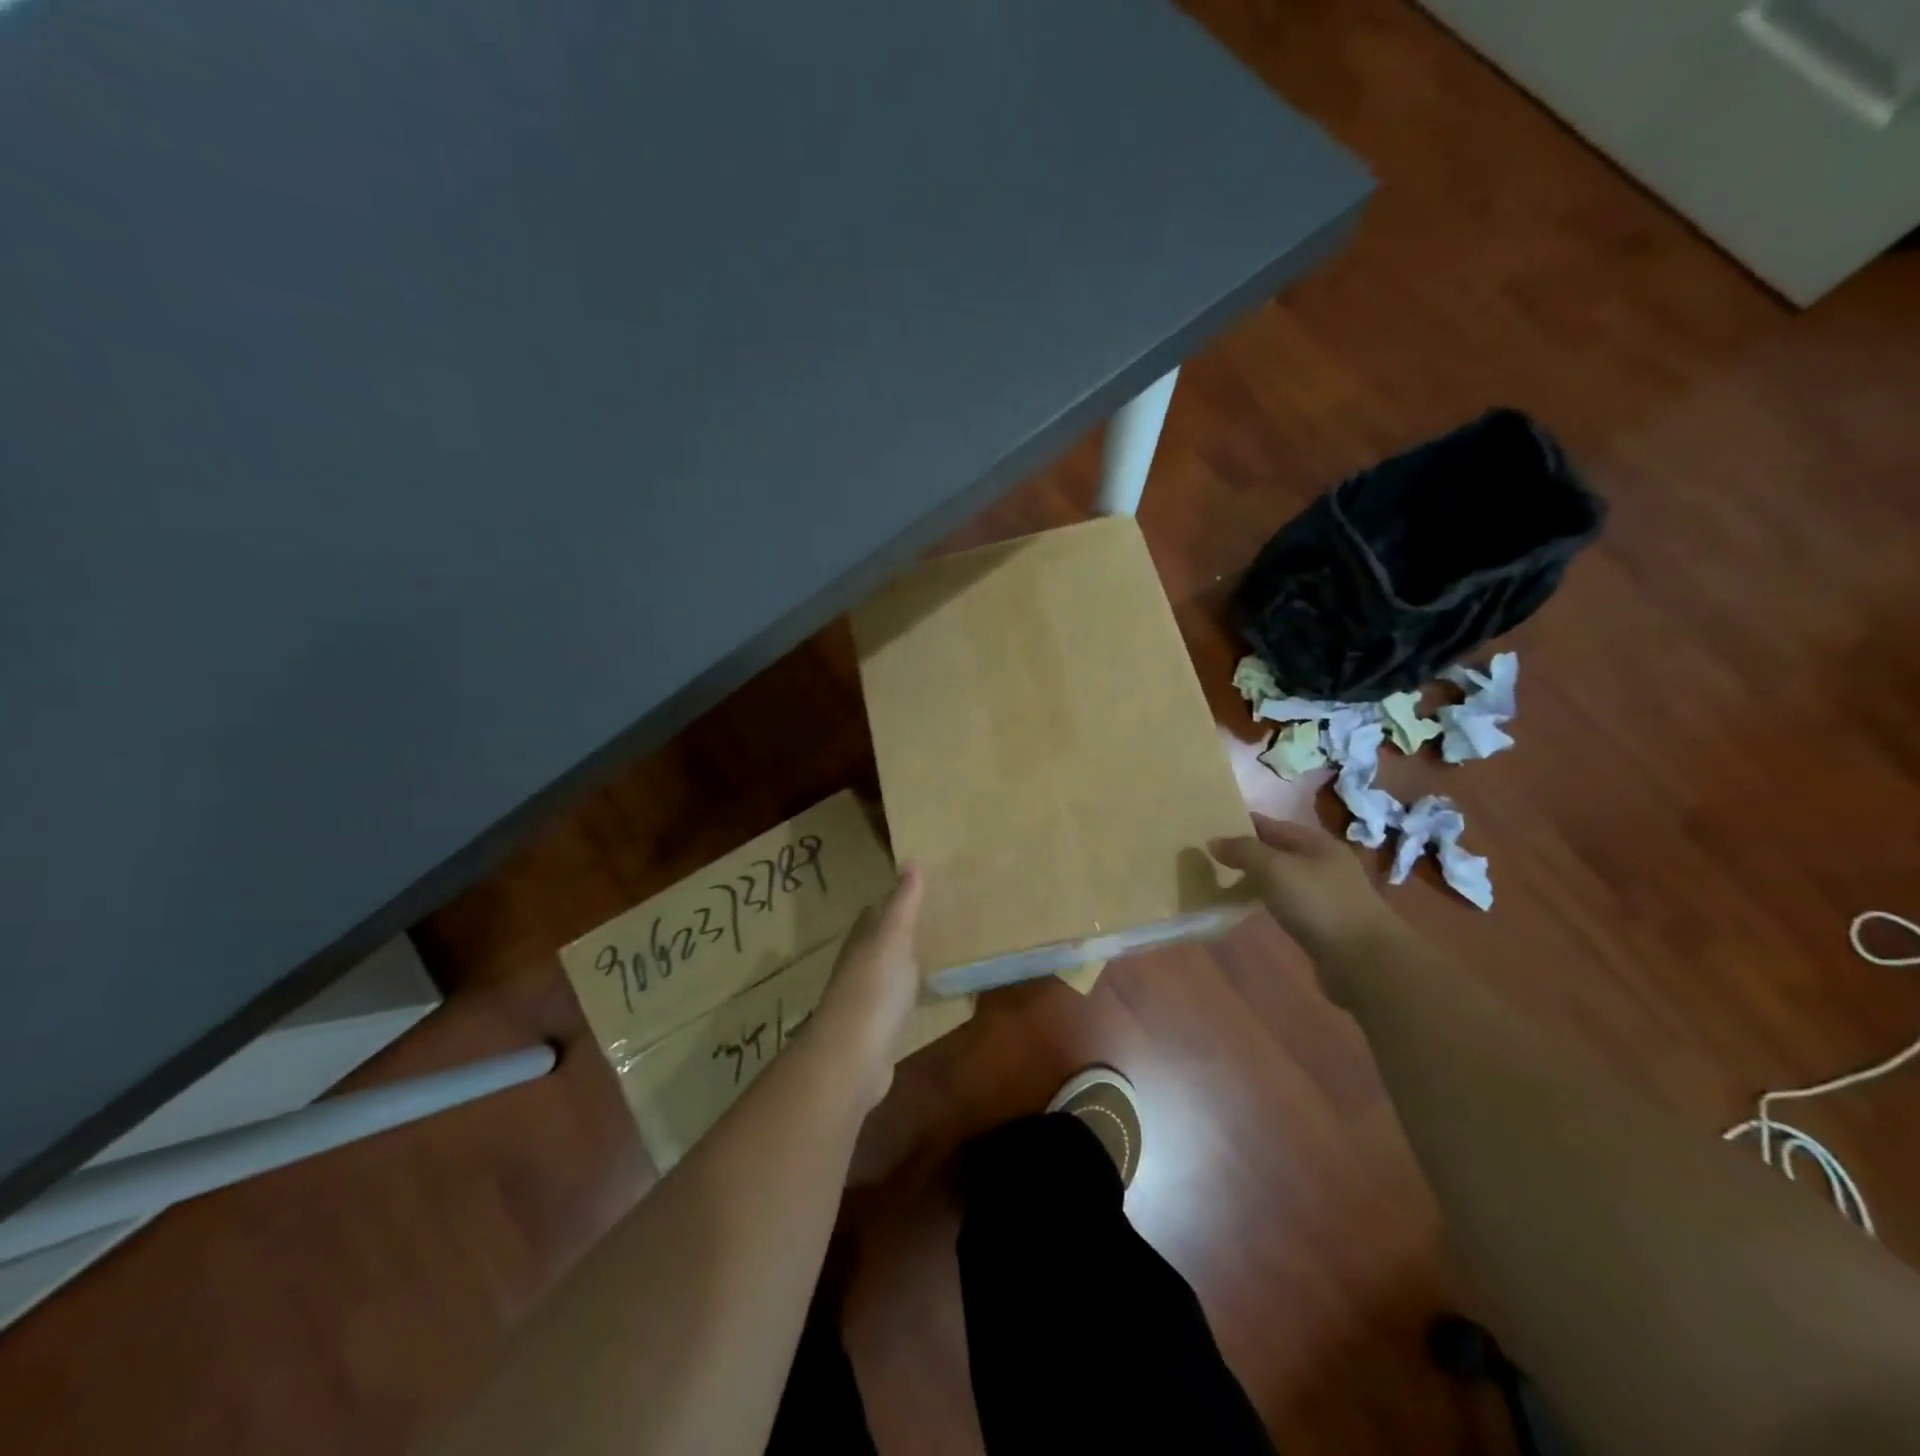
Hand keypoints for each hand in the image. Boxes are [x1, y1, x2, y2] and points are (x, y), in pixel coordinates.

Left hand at [810, 865, 925, 1107]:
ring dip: (903, 965)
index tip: (913, 892)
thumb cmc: (874, 989)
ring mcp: (864, 1003)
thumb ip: (903, 904)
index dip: (889, 903)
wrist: (853, 1058)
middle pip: (877, 945)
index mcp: (860, 943)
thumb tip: (911, 862)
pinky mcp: (875, 1032)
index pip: (872, 915)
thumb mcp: (893, 938)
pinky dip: (907, 996)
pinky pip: (894, 1005)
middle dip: (897, 933)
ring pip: (885, 975)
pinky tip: (922, 997)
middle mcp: (857, 968)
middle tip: (930, 922)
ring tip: (932, 955)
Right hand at [1209, 814, 1399, 985]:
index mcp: (1318, 844)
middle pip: (1279, 851)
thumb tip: (1213, 841)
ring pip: (1283, 878)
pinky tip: (1251, 907)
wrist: (1364, 963)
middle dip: (1248, 853)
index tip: (1213, 828)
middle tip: (1213, 857)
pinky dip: (1268, 901)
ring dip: (1257, 878)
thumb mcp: (1275, 869)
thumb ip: (1243, 851)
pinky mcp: (1325, 924)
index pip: (1273, 825)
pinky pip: (1288, 903)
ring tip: (1225, 881)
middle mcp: (1325, 865)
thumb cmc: (1319, 905)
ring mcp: (1327, 895)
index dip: (1244, 824)